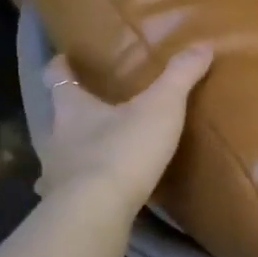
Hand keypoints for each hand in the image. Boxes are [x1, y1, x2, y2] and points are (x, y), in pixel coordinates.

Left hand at [38, 45, 212, 221]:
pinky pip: (66, 193)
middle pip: (56, 118)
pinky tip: (89, 197)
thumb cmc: (123, 151)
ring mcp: (54, 174)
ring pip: (58, 156)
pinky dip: (75, 191)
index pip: (57, 78)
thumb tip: (202, 45)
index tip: (63, 59)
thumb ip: (180, 77)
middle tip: (89, 111)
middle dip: (70, 114)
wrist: (96, 211)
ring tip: (92, 155)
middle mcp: (55, 138)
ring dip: (71, 154)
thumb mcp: (160, 108)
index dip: (60, 67)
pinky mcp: (61, 206)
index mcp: (72, 108)